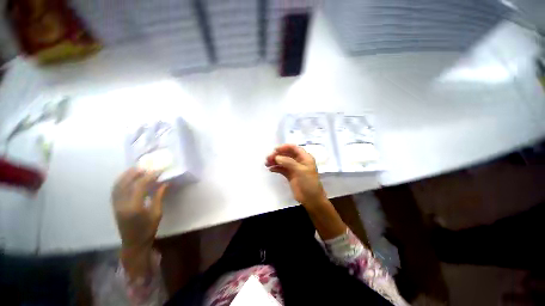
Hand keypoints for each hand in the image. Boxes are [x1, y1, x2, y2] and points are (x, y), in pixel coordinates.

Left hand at [112, 168, 167, 251]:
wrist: (133, 243)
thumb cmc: (148, 230)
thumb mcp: (157, 214)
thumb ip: (159, 197)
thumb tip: (165, 183)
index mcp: (133, 208)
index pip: (140, 186)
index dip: (149, 177)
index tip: (158, 171)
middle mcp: (121, 204)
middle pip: (126, 183)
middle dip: (136, 173)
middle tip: (147, 166)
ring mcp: (116, 205)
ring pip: (118, 185)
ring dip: (127, 175)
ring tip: (137, 168)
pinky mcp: (115, 206)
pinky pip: (115, 190)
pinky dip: (121, 181)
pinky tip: (128, 177)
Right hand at [266, 144, 327, 209]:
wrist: (311, 199)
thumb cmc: (308, 182)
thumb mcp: (300, 170)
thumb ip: (288, 162)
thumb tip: (276, 157)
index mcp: (304, 157)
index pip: (293, 148)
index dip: (284, 147)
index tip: (275, 150)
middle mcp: (299, 161)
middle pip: (287, 154)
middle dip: (277, 155)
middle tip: (268, 158)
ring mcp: (294, 168)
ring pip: (283, 161)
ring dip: (275, 161)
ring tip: (267, 163)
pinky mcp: (290, 175)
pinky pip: (282, 169)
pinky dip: (276, 168)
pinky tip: (271, 169)